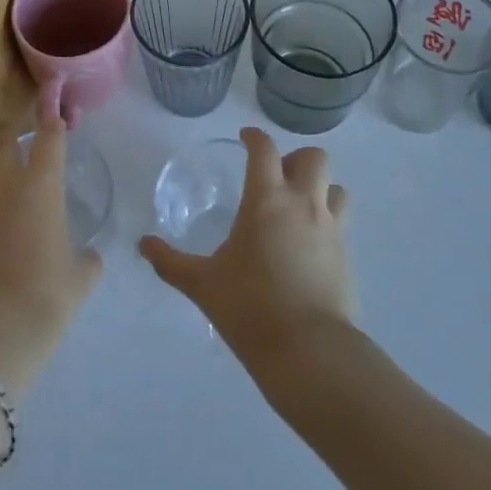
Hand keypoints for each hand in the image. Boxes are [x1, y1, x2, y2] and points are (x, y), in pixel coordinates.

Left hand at [0, 115, 101, 393]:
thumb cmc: (48, 295)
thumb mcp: (81, 276)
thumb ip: (85, 258)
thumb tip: (87, 258)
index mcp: (43, 183)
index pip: (49, 136)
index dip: (53, 120)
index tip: (54, 112)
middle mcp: (5, 179)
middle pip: (4, 135)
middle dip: (12, 131)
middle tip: (18, 138)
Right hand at [139, 126, 357, 361]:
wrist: (309, 351)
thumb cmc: (250, 307)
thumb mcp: (202, 284)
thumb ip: (170, 262)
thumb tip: (143, 245)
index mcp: (266, 200)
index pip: (264, 149)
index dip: (254, 137)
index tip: (245, 139)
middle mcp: (303, 204)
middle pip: (314, 158)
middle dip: (295, 159)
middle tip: (275, 179)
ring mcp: (331, 229)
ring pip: (336, 187)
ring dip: (319, 188)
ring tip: (298, 208)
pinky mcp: (347, 257)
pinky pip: (341, 223)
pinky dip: (327, 222)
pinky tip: (307, 246)